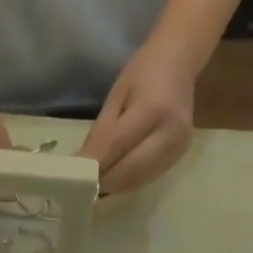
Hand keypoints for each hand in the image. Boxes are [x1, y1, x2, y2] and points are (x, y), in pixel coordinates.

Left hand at [79, 39, 196, 194]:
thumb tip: (82, 165)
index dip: (93, 165)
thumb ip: (101, 132)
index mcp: (153, 110)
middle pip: (130, 170)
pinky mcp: (180, 156)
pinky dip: (129, 182)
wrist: (180, 63)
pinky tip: (114, 181)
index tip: (72, 179)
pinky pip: (149, 176)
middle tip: (82, 189)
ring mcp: (178, 147)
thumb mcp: (116, 96)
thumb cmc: (143, 73)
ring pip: (140, 179)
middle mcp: (171, 133)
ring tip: (94, 189)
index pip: (116, 145)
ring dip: (115, 187)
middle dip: (104, 182)